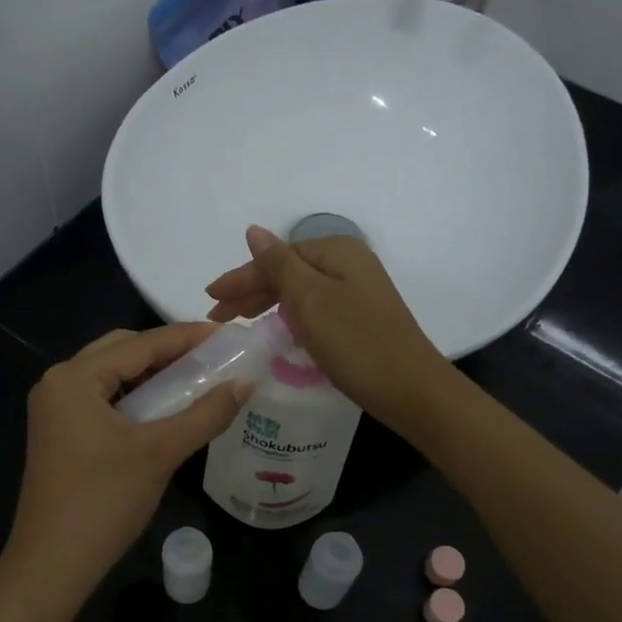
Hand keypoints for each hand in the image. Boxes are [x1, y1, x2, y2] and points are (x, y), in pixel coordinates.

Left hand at [0, 324, 248, 599]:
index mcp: (74, 377)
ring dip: (153, 375)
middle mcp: (59, 382)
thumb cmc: (104, 502)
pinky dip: (137, 397)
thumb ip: (206, 413)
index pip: (140, 343)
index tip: (229, 336)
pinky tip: (167, 408)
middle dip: (169, 352)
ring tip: (197, 380)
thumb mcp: (160, 452)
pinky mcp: (60, 432)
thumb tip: (246, 382)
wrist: (52, 565)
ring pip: (113, 375)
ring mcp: (55, 409)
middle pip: (123, 351)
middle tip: (214, 359)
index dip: (187, 337)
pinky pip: (104, 398)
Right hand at [205, 226, 453, 435]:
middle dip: (251, 292)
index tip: (210, 299)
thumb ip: (278, 264)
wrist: (411, 390)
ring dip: (268, 304)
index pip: (276, 258)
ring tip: (239, 323)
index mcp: (337, 251)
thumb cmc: (356, 342)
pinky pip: (314, 309)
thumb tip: (254, 231)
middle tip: (218, 317)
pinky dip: (290, 317)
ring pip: (300, 292)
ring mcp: (357, 292)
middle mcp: (349, 264)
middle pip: (288, 272)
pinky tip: (277, 330)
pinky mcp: (360, 318)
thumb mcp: (311, 299)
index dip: (241, 278)